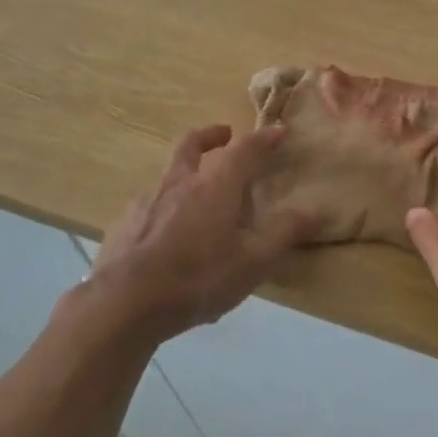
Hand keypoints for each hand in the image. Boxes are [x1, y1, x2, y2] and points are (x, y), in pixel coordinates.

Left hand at [85, 123, 314, 345]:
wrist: (122, 305)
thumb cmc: (197, 277)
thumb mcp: (253, 262)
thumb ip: (284, 233)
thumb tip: (315, 211)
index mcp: (215, 185)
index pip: (246, 148)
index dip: (265, 138)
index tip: (279, 131)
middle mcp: (179, 183)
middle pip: (192, 145)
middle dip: (211, 136)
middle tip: (224, 135)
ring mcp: (145, 203)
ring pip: (167, 175)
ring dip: (184, 174)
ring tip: (195, 196)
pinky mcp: (122, 227)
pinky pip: (147, 207)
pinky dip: (161, 209)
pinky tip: (164, 236)